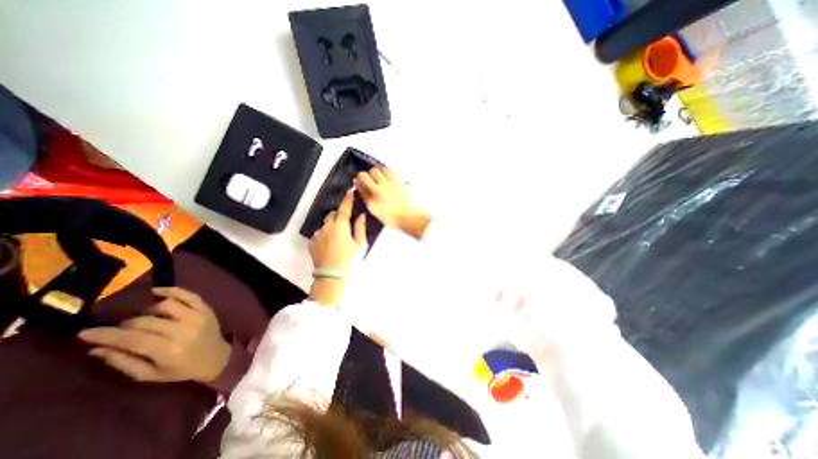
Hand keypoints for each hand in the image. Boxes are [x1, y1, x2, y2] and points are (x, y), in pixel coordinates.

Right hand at [76, 287, 228, 382]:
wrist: (215, 357)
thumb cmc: (181, 369)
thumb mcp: (149, 374)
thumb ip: (123, 362)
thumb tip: (96, 348)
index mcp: (169, 350)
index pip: (132, 339)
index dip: (106, 335)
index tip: (85, 332)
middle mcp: (184, 330)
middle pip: (146, 321)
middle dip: (125, 325)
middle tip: (118, 329)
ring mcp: (198, 316)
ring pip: (165, 305)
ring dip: (147, 309)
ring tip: (141, 317)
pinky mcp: (206, 308)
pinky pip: (189, 295)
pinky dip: (173, 291)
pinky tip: (156, 291)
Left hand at [310, 189, 368, 271]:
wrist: (332, 277)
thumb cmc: (349, 261)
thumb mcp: (360, 245)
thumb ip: (360, 227)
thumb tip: (360, 216)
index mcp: (340, 226)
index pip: (344, 208)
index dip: (347, 199)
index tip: (349, 192)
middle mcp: (327, 227)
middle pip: (333, 214)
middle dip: (340, 215)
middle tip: (347, 224)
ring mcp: (318, 234)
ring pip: (326, 223)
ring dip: (333, 225)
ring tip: (339, 238)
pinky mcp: (312, 242)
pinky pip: (320, 233)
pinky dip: (326, 234)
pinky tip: (331, 244)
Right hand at [353, 167, 430, 238]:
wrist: (408, 217)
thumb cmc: (390, 217)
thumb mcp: (373, 208)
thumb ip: (364, 194)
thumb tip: (357, 182)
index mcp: (375, 192)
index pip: (362, 177)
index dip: (359, 178)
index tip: (359, 182)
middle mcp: (384, 184)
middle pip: (372, 171)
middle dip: (369, 174)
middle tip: (369, 181)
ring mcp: (393, 182)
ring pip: (382, 169)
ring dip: (378, 172)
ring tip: (379, 179)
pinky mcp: (401, 181)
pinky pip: (391, 171)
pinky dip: (387, 172)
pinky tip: (387, 178)